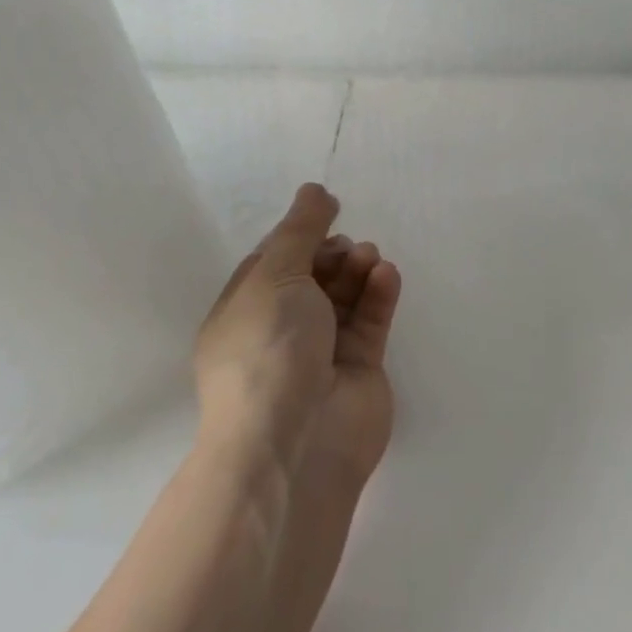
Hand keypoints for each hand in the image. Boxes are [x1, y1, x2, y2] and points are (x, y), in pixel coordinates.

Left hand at [193, 184, 400, 482]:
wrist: (295, 441)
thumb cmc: (269, 349)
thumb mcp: (274, 276)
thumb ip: (299, 230)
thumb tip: (315, 190)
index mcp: (245, 311)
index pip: (274, 262)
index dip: (300, 235)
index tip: (329, 211)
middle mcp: (281, 330)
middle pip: (313, 276)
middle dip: (333, 254)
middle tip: (349, 249)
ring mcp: (322, 351)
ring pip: (345, 296)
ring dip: (358, 270)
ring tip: (369, 260)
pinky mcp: (360, 367)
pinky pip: (371, 319)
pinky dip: (379, 294)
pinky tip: (386, 275)